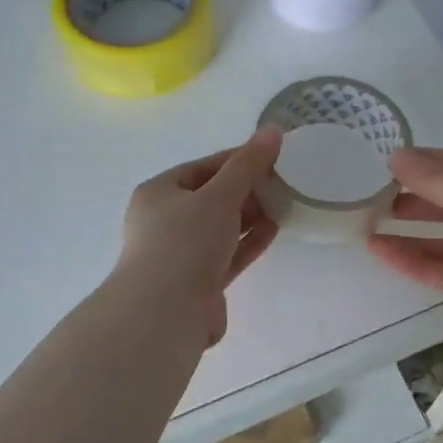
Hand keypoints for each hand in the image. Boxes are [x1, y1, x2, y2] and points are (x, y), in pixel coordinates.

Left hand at [116, 128, 283, 346]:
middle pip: (211, 197)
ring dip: (250, 216)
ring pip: (220, 228)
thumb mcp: (219, 196)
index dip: (237, 159)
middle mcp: (165, 221)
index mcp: (159, 193)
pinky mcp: (198, 281)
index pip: (202, 167)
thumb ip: (248, 165)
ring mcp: (181, 254)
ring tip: (283, 204)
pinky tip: (274, 230)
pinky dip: (248, 241)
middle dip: (246, 190)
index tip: (271, 156)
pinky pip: (227, 254)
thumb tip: (274, 130)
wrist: (166, 312)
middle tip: (282, 182)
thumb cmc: (186, 243)